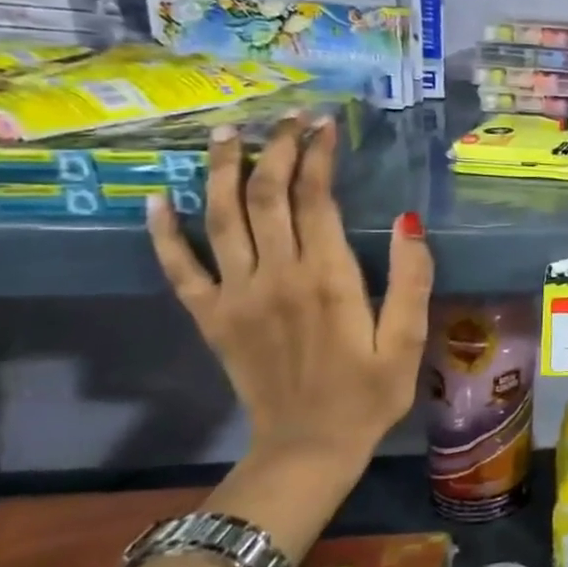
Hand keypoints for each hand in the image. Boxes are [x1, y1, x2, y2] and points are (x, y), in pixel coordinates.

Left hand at [146, 115, 434, 477]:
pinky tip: (156, 200)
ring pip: (221, 219)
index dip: (317, 156)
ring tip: (226, 134)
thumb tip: (407, 220)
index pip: (315, 199)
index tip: (324, 125)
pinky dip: (164, 233)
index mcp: (327, 279)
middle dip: (275, 150)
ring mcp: (235, 296)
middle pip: (265, 197)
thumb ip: (411, 279)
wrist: (308, 448)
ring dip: (222, 171)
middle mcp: (275, 277)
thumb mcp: (408, 340)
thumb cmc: (369, 393)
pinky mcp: (210, 318)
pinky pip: (179, 269)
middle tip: (285, 118)